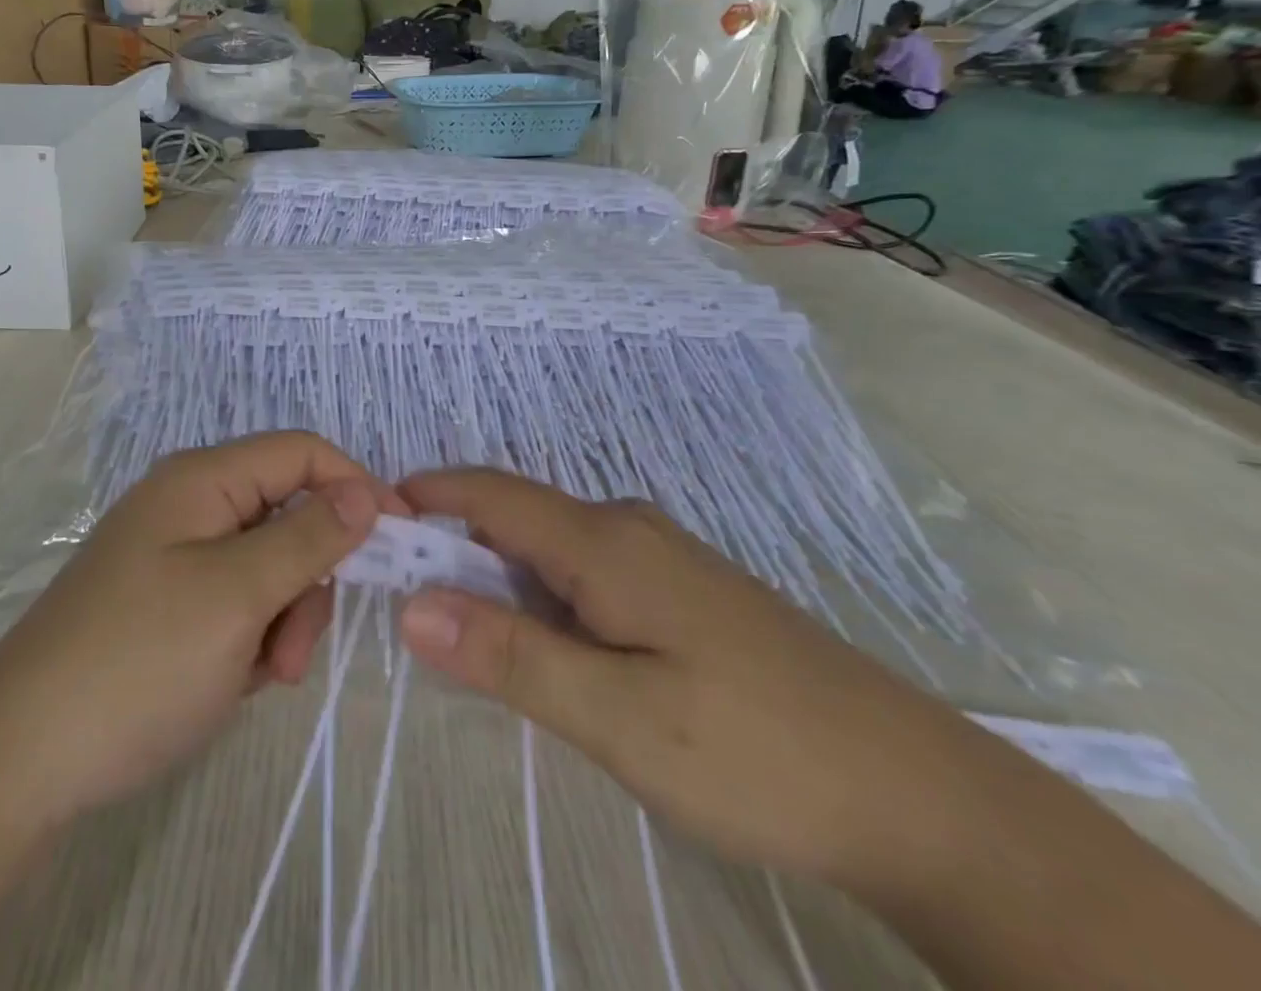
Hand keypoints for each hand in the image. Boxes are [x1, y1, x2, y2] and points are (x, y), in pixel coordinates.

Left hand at [0, 432, 396, 828]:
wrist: (21, 757)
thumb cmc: (139, 661)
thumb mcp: (237, 596)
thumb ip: (307, 538)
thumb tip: (363, 492)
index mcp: (202, 479)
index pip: (301, 453)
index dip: (355, 485)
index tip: (398, 540)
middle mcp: (190, 503)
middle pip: (287, 513)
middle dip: (308, 577)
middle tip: (294, 648)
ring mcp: (176, 554)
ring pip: (268, 564)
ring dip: (282, 617)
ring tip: (261, 675)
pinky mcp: (167, 600)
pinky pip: (237, 600)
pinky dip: (251, 637)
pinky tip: (231, 680)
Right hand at [395, 468, 989, 887]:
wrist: (919, 795)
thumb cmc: (756, 752)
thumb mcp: (618, 719)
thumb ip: (510, 654)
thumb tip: (412, 606)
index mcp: (603, 542)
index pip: (489, 492)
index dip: (424, 496)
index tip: (368, 523)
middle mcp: (625, 528)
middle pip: (514, 516)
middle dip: (451, 545)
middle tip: (403, 601)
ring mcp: (659, 557)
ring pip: (549, 547)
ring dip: (496, 575)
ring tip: (462, 633)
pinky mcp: (680, 590)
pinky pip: (584, 571)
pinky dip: (540, 594)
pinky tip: (548, 648)